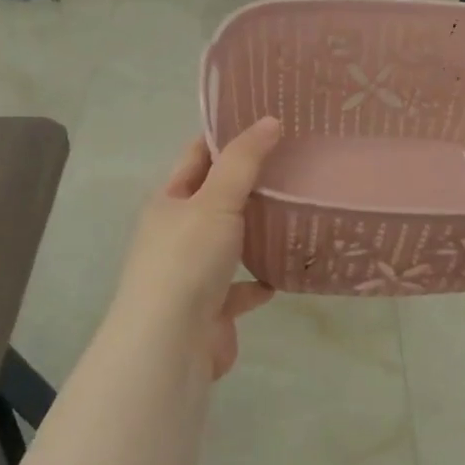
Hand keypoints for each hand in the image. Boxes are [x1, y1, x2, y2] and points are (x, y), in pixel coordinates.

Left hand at [111, 117, 283, 378]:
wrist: (170, 343)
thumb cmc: (187, 260)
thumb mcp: (215, 199)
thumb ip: (244, 161)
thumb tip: (269, 121)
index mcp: (169, 202)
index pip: (197, 156)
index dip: (226, 136)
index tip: (265, 121)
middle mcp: (176, 234)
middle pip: (215, 199)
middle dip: (248, 185)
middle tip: (294, 163)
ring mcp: (192, 274)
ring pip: (229, 244)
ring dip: (255, 233)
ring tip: (294, 215)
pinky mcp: (211, 309)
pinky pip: (240, 289)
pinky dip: (257, 282)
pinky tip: (281, 276)